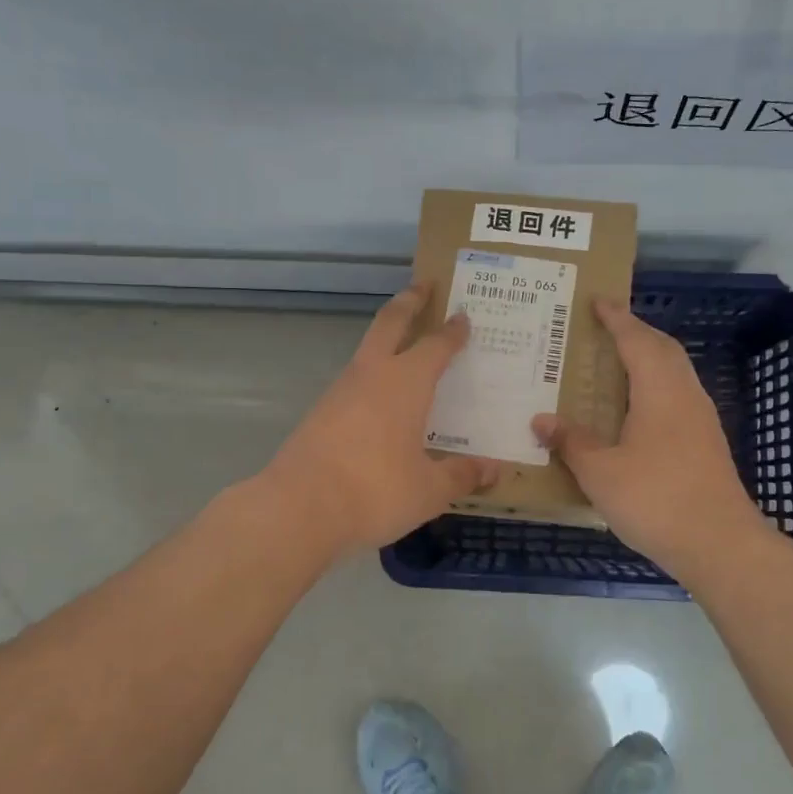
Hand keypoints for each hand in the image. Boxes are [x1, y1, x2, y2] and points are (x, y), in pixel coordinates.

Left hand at [260, 285, 499, 551]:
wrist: (298, 508)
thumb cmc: (375, 490)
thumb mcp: (429, 490)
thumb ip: (462, 475)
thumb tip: (494, 469)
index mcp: (406, 383)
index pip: (436, 345)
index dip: (452, 331)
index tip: (462, 316)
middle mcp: (372, 375)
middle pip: (390, 323)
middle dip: (408, 302)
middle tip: (423, 285)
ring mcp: (340, 392)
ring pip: (367, 352)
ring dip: (387, 341)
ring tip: (407, 351)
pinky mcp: (319, 414)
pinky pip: (354, 384)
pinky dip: (372, 379)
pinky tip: (381, 404)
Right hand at [532, 298, 762, 573]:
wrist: (719, 543)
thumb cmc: (655, 499)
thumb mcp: (600, 472)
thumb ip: (571, 442)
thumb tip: (541, 419)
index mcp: (659, 390)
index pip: (636, 340)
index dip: (617, 318)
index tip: (598, 301)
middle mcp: (685, 395)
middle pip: (663, 349)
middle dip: (637, 332)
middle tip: (607, 328)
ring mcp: (701, 420)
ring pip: (676, 373)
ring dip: (649, 358)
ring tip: (619, 363)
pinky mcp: (707, 443)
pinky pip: (679, 396)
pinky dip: (657, 386)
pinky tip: (638, 410)